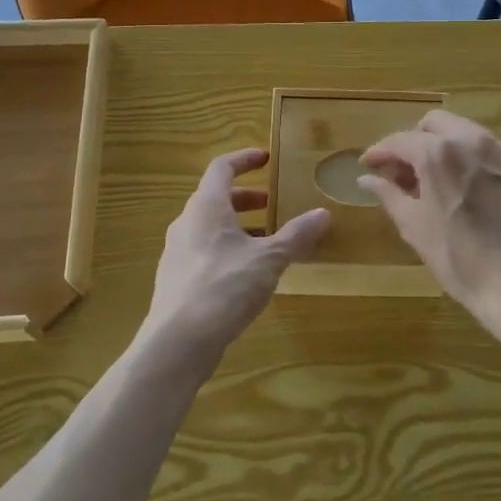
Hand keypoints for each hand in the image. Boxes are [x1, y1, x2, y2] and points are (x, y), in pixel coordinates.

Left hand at [144, 149, 330, 356]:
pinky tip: (247, 275)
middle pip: (215, 198)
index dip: (245, 159)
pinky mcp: (177, 280)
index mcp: (206, 207)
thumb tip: (323, 214)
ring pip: (210, 228)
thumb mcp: (269, 259)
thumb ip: (296, 235)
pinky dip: (227, 250)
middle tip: (271, 205)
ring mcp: (177, 253)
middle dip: (246, 199)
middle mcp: (186, 223)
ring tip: (266, 242)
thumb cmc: (225, 287)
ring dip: (238, 227)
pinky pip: (204, 252)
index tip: (266, 159)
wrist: (178, 342)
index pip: (222, 168)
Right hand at [359, 111, 500, 361]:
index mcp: (437, 153)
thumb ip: (388, 194)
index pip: (400, 140)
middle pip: (435, 124)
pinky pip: (492, 152)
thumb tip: (366, 178)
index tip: (369, 164)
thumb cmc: (457, 258)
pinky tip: (471, 189)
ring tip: (438, 179)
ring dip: (445, 147)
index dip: (380, 151)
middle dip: (415, 141)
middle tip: (406, 171)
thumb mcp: (414, 227)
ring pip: (466, 132)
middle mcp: (470, 141)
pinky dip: (473, 161)